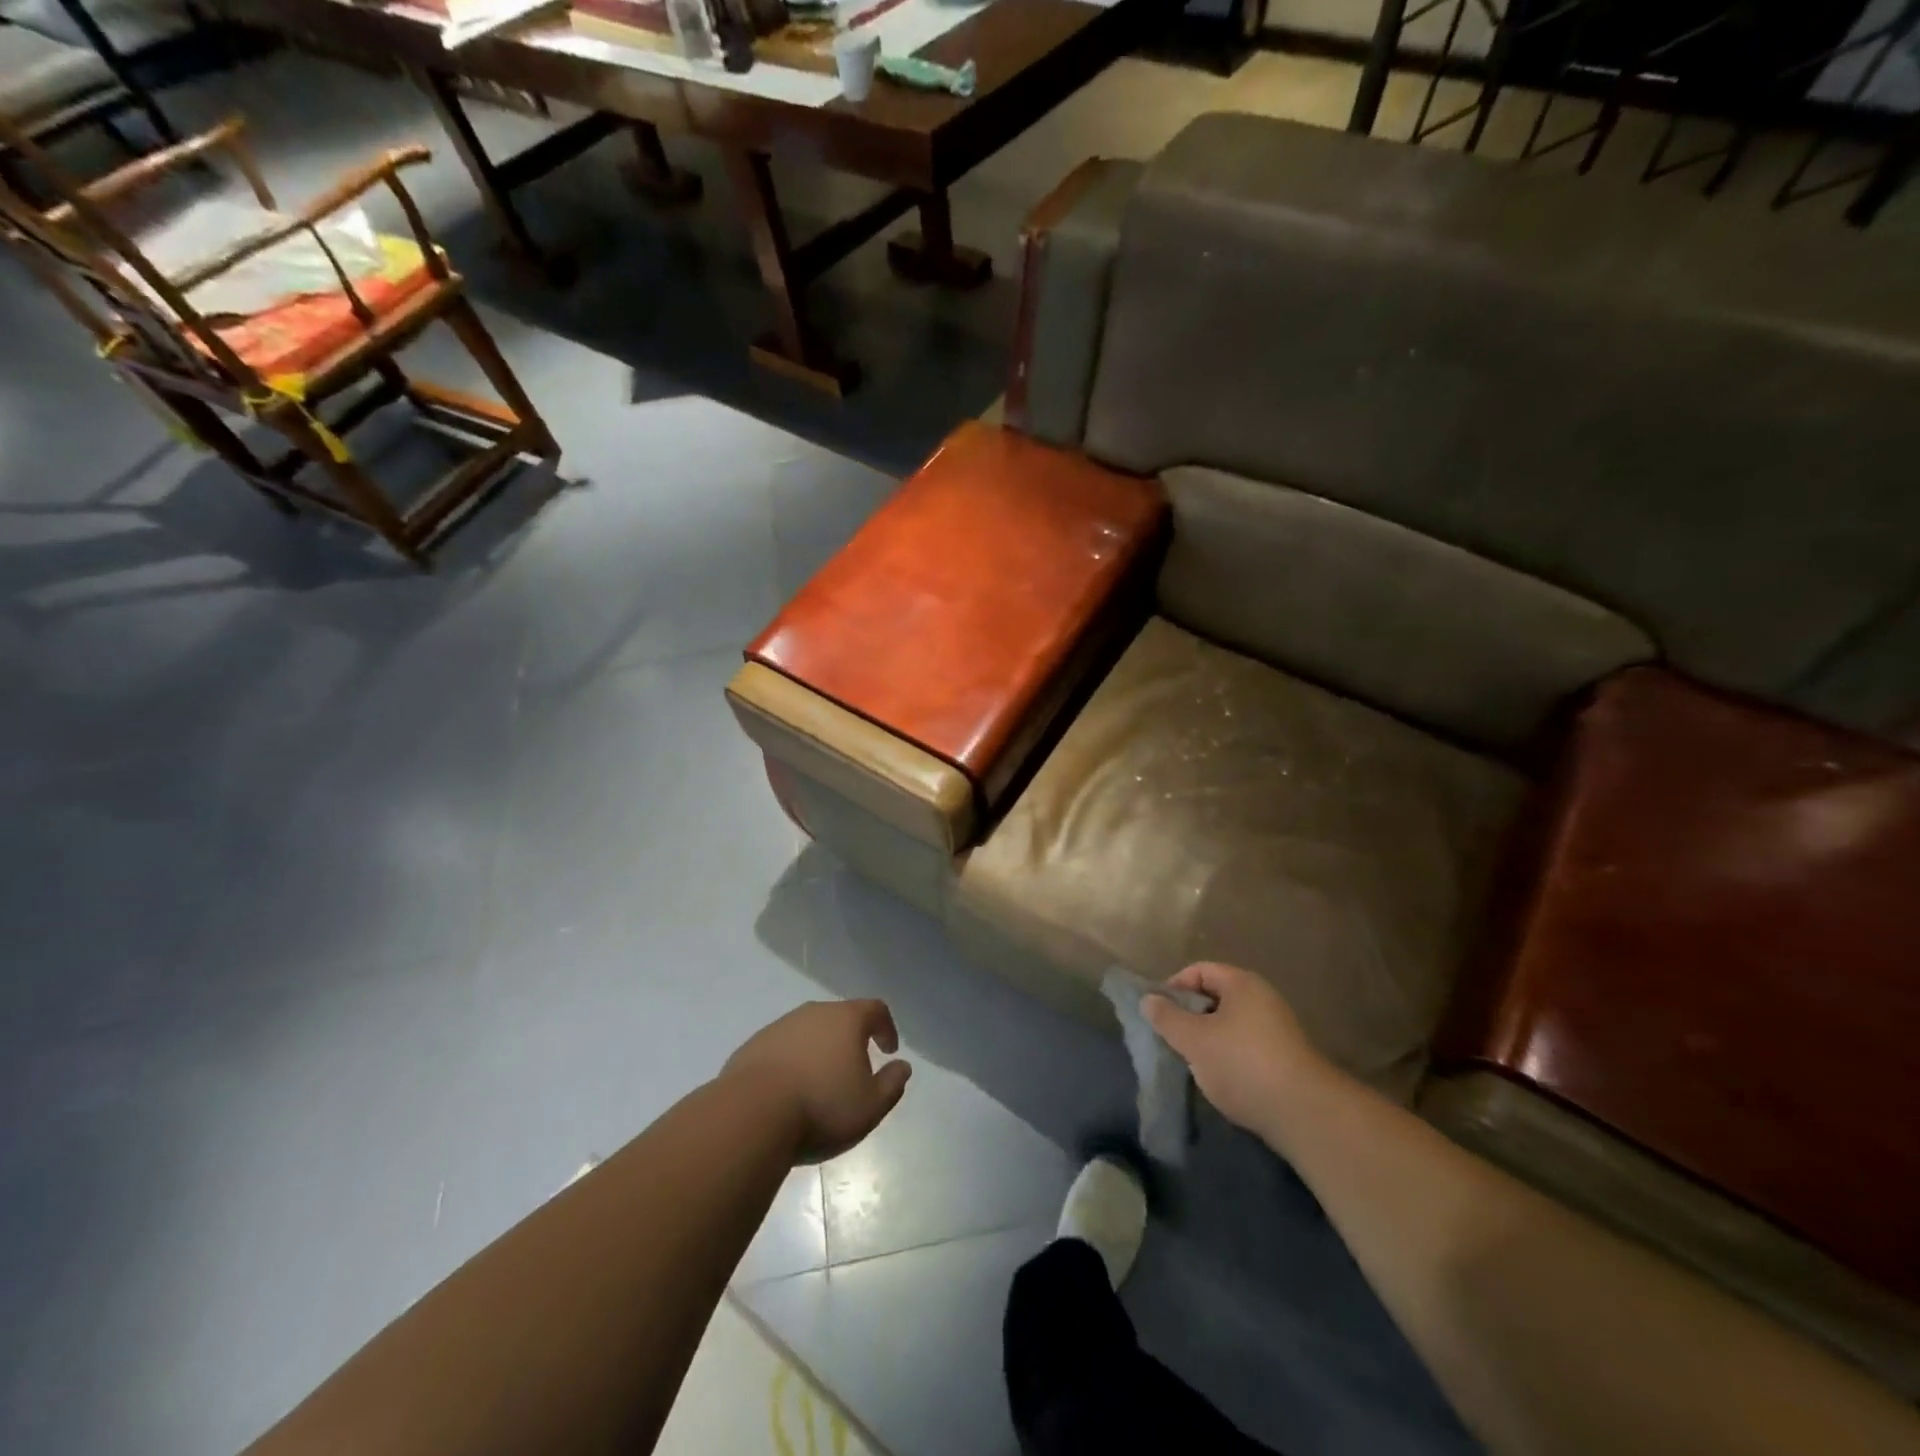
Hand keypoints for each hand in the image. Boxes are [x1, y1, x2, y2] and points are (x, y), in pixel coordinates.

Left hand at [723, 1000, 912, 1163]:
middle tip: (855, 1068)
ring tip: (820, 1083)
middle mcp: (813, 1013)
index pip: (875, 1009)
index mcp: (846, 1019)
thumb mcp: (870, 1106)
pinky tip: (789, 1091)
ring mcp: (780, 1027)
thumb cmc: (821, 1107)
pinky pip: (782, 1048)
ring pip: (809, 1032)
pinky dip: (792, 1062)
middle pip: (840, 1017)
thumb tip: (902, 1067)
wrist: (750, 1116)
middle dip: (851, 1039)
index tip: (889, 1050)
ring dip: (819, 1050)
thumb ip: (892, 1084)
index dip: (886, 1027)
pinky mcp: (753, 1046)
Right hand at [1144, 963, 1327, 1135]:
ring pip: (1228, 1024)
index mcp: (1242, 984)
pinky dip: (1226, 1055)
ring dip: (1206, 1039)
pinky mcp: (1283, 1057)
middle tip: (1171, 1038)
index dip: (1174, 986)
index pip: (1199, 970)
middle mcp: (1262, 998)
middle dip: (1189, 1016)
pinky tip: (1218, 1078)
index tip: (1158, 1013)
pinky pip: (1244, 1045)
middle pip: (1214, 997)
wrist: (1304, 1113)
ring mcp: (1276, 1028)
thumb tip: (1148, 999)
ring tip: (1191, 1061)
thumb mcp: (1194, 1040)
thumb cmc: (1242, 1064)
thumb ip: (1167, 1018)